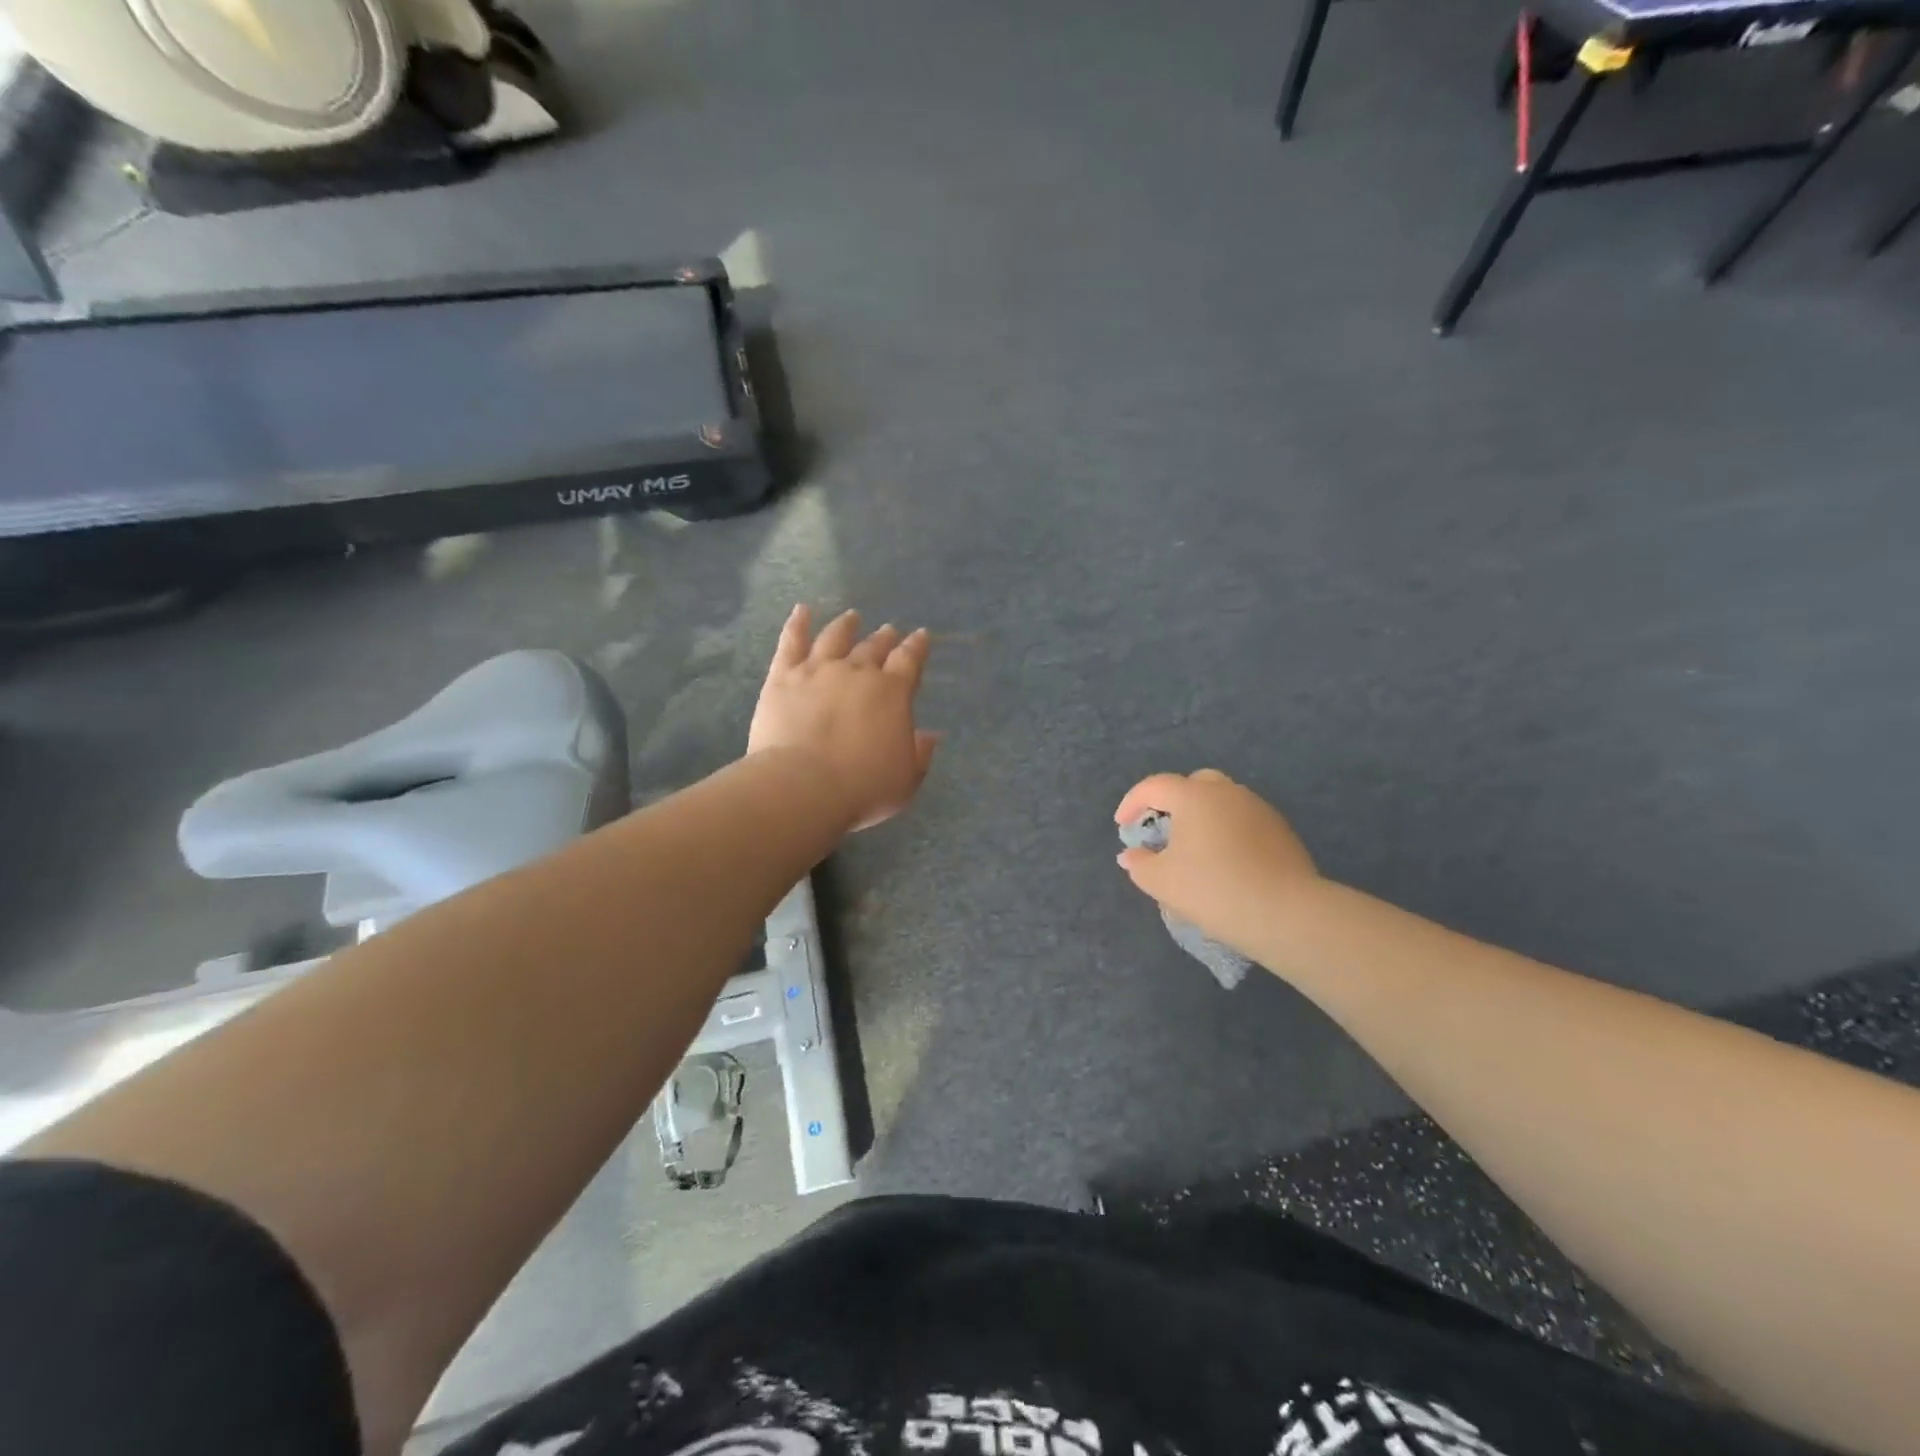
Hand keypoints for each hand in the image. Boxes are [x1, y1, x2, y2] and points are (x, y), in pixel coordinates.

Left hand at [749, 605, 938, 830]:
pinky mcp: (783, 676)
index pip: (910, 660)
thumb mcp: (906, 779)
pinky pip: (791, 642)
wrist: (803, 786)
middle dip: (884, 637)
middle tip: (889, 630)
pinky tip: (802, 610)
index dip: (917, 647)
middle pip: (874, 646)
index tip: (921, 636)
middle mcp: (857, 672)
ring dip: (846, 625)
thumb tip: (930, 735)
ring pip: (835, 637)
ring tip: (852, 617)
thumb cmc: (862, 788)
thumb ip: (920, 753)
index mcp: (892, 692)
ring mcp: (818, 670)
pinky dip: (797, 623)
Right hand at [1114, 770, 1318, 958]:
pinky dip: (1228, 833)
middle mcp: (1228, 792)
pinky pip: (1244, 821)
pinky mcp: (1282, 831)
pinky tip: (1226, 863)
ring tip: (1195, 850)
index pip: (1155, 786)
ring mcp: (1259, 809)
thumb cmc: (1212, 889)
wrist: (1286, 913)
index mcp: (1194, 796)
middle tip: (1163, 830)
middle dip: (1173, 802)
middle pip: (1194, 784)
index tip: (1123, 826)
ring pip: (1223, 802)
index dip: (1132, 803)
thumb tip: (1130, 855)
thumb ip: (1140, 864)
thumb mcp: (1162, 881)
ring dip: (1204, 817)